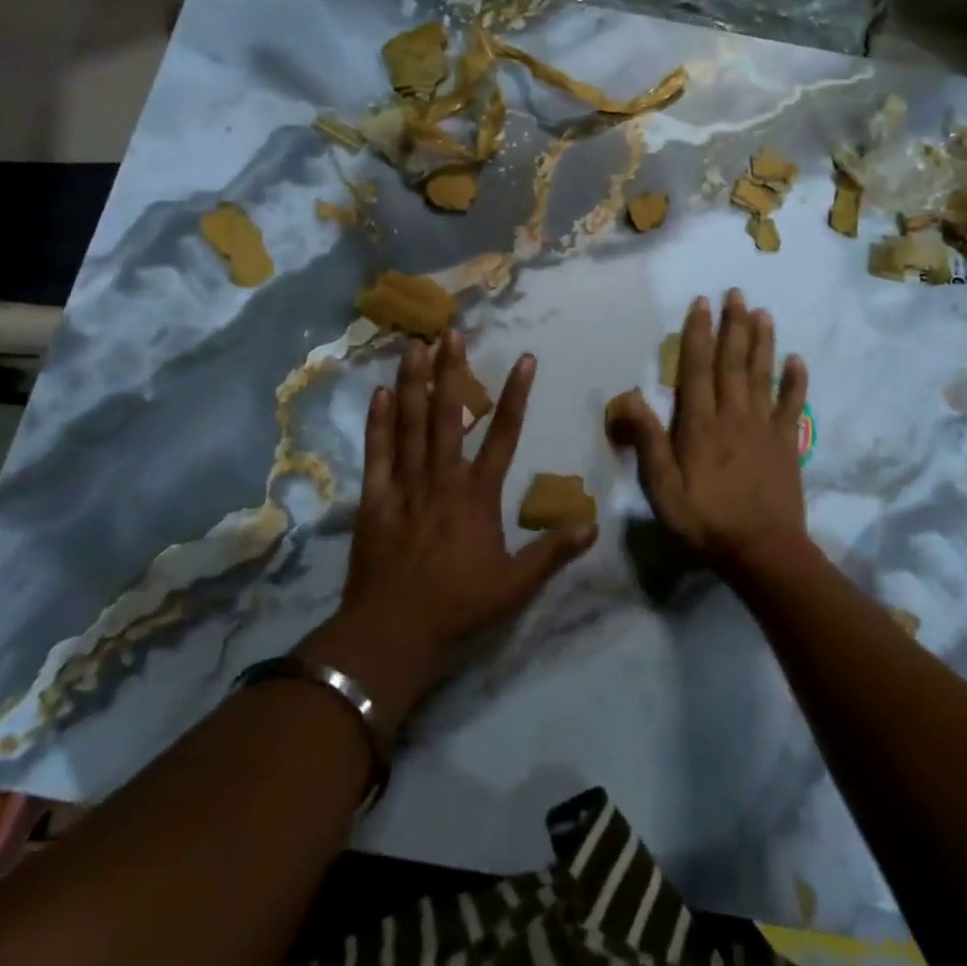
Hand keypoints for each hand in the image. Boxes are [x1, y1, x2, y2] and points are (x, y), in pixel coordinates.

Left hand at [305, 331, 595, 736]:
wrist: (393, 632)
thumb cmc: (459, 606)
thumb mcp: (515, 585)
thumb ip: (552, 552)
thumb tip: (591, 526)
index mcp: (478, 494)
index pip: (505, 434)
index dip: (516, 395)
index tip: (525, 359)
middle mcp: (443, 477)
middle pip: (447, 414)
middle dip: (450, 371)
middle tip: (449, 332)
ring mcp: (405, 484)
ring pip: (409, 423)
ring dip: (412, 383)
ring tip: (413, 346)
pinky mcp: (375, 498)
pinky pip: (377, 452)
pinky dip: (377, 422)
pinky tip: (378, 393)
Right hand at [608, 290, 810, 579]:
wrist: (762, 552)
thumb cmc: (704, 520)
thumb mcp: (662, 487)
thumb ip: (648, 440)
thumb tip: (629, 395)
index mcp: (700, 424)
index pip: (697, 368)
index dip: (699, 333)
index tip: (703, 303)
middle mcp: (733, 415)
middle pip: (732, 362)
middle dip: (733, 325)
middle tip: (737, 293)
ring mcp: (763, 427)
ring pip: (762, 375)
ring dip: (762, 342)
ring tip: (763, 313)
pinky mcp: (786, 443)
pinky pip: (792, 405)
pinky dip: (796, 381)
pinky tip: (797, 359)